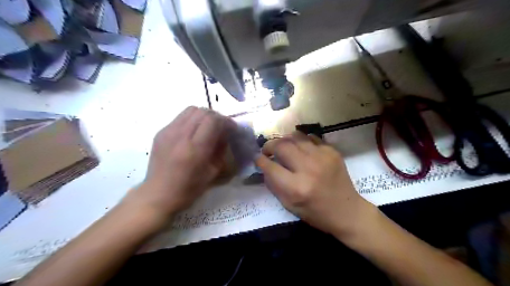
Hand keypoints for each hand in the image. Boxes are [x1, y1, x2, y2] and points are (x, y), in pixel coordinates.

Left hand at [123, 106, 234, 218]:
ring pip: (191, 109)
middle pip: (202, 111)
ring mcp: (168, 131)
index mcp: (195, 149)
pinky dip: (192, 119)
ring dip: (204, 115)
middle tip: (221, 127)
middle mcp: (180, 135)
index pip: (213, 120)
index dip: (226, 121)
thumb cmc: (189, 188)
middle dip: (216, 117)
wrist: (158, 194)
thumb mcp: (213, 172)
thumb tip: (225, 134)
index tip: (232, 128)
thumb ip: (221, 149)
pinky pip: (180, 117)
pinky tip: (193, 132)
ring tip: (208, 127)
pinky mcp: (161, 132)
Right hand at [258, 132, 374, 238]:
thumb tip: (265, 166)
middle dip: (269, 146)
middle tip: (268, 150)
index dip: (260, 160)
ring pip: (295, 137)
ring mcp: (322, 157)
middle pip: (282, 146)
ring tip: (282, 146)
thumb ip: (274, 185)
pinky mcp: (332, 152)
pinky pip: (310, 138)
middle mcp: (309, 168)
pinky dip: (301, 140)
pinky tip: (300, 148)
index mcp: (297, 188)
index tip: (258, 158)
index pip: (270, 167)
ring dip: (284, 140)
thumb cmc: (316, 213)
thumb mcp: (289, 206)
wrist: (347, 211)